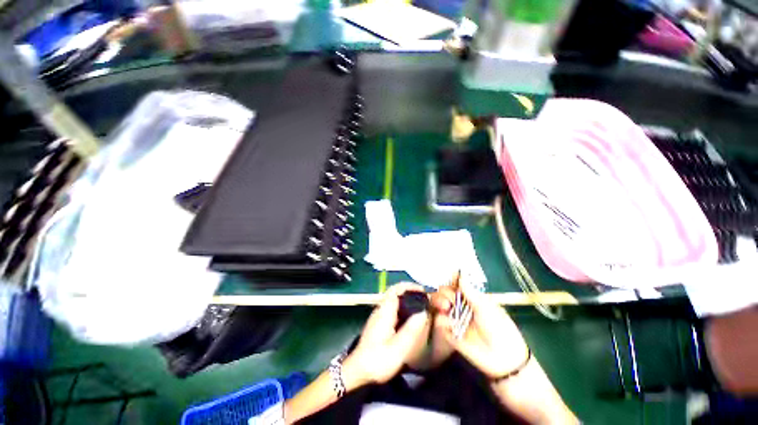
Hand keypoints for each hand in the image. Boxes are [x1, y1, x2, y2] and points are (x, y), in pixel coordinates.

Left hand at [343, 283, 430, 387]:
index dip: (409, 286)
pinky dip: (403, 308)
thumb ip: (411, 330)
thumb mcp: (398, 348)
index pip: (396, 289)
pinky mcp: (378, 323)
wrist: (357, 371)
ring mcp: (378, 316)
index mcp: (384, 311)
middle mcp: (380, 309)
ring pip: (393, 300)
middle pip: (395, 292)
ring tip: (420, 307)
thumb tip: (424, 312)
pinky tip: (410, 319)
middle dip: (409, 291)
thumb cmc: (377, 360)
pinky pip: (392, 309)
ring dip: (406, 299)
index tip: (422, 290)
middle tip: (424, 298)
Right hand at [434, 284, 529, 378]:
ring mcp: (454, 318)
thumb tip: (460, 275)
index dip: (451, 281)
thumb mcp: (486, 307)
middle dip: (443, 292)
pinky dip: (442, 320)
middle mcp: (460, 306)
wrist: (503, 358)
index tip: (449, 279)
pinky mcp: (449, 332)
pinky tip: (449, 323)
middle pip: (444, 292)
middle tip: (449, 299)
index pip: (456, 285)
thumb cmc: (499, 328)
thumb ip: (470, 292)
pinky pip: (439, 322)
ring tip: (445, 307)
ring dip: (438, 302)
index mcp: (471, 298)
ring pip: (438, 304)